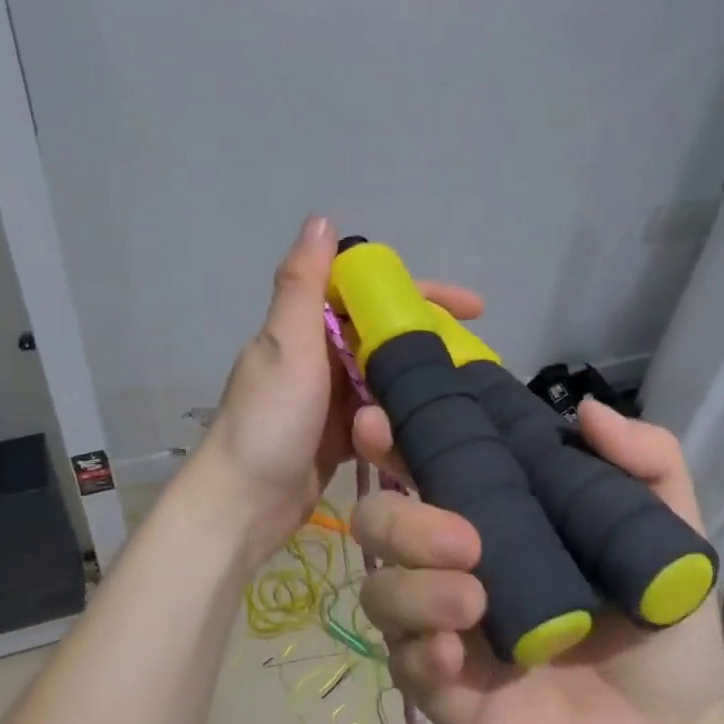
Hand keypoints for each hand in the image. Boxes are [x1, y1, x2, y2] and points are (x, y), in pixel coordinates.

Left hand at [196, 216, 482, 559]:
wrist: (243, 505)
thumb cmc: (268, 421)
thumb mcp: (286, 345)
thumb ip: (302, 283)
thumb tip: (322, 218)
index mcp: (305, 326)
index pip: (371, 293)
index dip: (420, 293)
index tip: (471, 306)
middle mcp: (318, 354)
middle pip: (384, 334)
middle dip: (429, 338)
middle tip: (480, 355)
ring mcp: (329, 397)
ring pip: (386, 375)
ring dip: (419, 380)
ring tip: (468, 392)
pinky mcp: (339, 435)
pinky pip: (380, 414)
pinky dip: (403, 414)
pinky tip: (435, 422)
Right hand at [356, 400, 723, 723]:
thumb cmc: (657, 628)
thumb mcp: (670, 537)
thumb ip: (648, 463)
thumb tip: (586, 411)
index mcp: (489, 513)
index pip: (420, 464)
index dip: (389, 439)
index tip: (379, 423)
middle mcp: (448, 560)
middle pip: (378, 521)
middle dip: (402, 520)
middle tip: (465, 539)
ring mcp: (438, 624)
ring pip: (379, 588)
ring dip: (414, 587)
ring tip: (474, 601)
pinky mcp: (439, 687)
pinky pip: (401, 660)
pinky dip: (419, 649)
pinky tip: (455, 654)